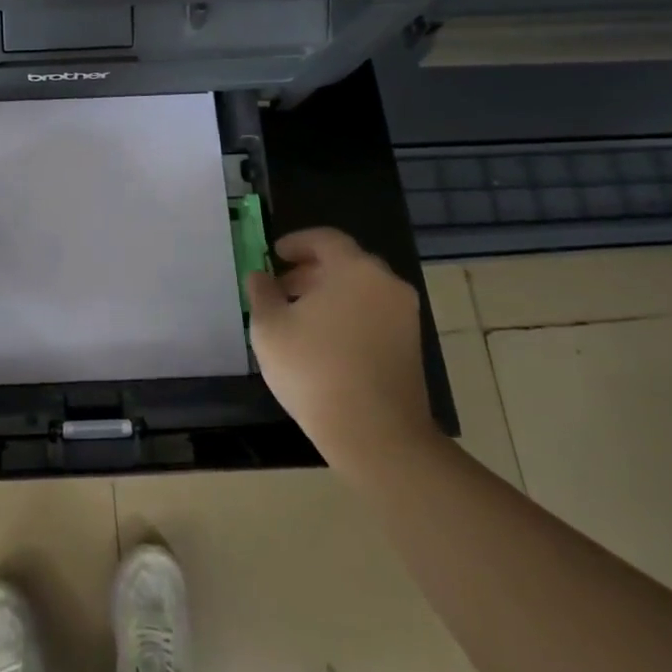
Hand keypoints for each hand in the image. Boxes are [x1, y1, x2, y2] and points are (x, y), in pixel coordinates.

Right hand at [246, 227, 434, 468]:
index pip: (325, 239)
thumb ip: (262, 292)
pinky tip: (324, 342)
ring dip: (329, 294)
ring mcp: (404, 315)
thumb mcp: (269, 327)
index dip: (296, 242)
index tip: (274, 256)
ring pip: (361, 290)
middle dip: (310, 271)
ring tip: (299, 318)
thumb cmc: (314, 369)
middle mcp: (386, 283)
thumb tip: (260, 276)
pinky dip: (348, 315)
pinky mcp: (411, 345)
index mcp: (354, 269)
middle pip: (345, 263)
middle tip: (282, 289)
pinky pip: (374, 314)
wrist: (375, 433)